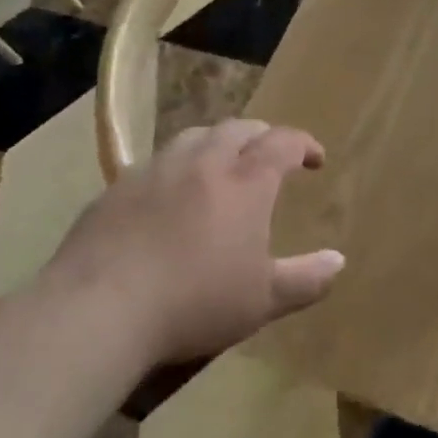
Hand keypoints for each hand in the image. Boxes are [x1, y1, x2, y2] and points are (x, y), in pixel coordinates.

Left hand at [45, 119, 344, 364]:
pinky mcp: (117, 188)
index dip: (304, 144)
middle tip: (270, 156)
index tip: (315, 159)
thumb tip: (338, 261)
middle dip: (262, 136)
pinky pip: (156, 162)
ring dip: (218, 142)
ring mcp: (156, 170)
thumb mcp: (263, 300)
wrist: (100, 309)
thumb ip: (306, 279)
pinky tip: (170, 195)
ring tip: (222, 164)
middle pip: (239, 128)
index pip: (283, 142)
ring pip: (194, 136)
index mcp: (245, 182)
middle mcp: (203, 162)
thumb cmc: (195, 302)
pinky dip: (177, 167)